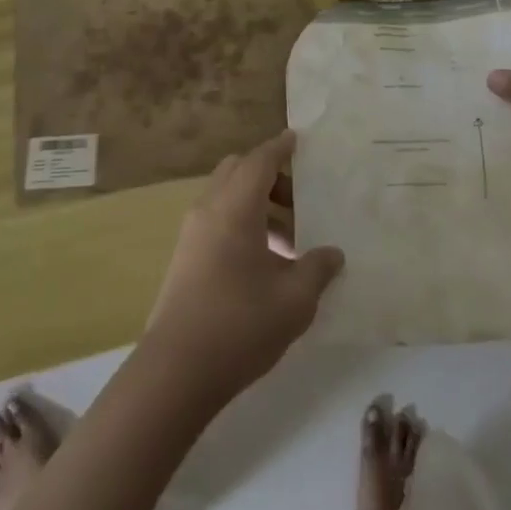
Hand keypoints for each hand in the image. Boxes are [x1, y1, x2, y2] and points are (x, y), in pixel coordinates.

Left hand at [143, 131, 343, 406]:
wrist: (176, 370)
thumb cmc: (241, 324)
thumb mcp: (294, 300)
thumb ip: (317, 269)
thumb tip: (333, 253)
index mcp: (236, 207)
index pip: (260, 161)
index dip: (280, 148)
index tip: (296, 139)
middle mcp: (209, 209)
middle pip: (238, 171)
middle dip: (269, 176)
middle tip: (300, 199)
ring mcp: (192, 233)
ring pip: (226, 197)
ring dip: (257, 205)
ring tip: (290, 242)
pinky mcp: (184, 258)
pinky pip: (217, 221)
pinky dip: (241, 224)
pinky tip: (264, 264)